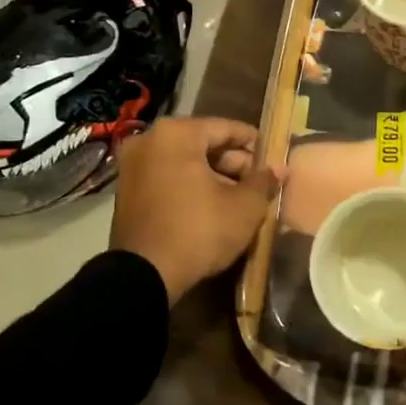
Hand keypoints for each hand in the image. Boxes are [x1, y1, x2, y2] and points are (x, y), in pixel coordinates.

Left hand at [109, 117, 281, 301]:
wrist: (145, 276)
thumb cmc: (199, 230)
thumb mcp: (245, 207)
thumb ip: (264, 182)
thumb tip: (279, 169)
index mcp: (176, 134)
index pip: (226, 128)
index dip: (253, 142)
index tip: (272, 155)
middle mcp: (149, 141)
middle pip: (202, 144)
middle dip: (233, 163)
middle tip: (258, 182)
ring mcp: (132, 167)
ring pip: (184, 162)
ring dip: (212, 176)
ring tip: (240, 197)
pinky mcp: (126, 192)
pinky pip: (167, 178)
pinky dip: (190, 186)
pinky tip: (213, 206)